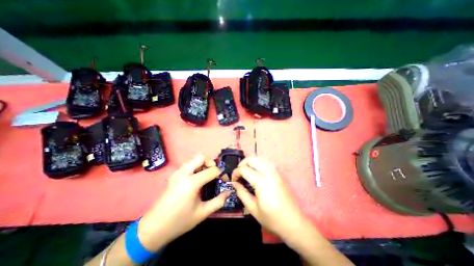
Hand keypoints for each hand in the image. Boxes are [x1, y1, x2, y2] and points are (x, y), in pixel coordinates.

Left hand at [136, 155, 230, 250]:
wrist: (154, 228)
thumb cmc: (179, 221)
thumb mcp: (202, 213)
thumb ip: (218, 201)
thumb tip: (229, 192)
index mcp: (192, 182)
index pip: (212, 169)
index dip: (220, 173)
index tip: (223, 179)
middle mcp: (184, 173)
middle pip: (201, 157)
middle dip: (211, 162)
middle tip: (214, 174)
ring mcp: (178, 172)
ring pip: (194, 159)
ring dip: (203, 164)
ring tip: (207, 176)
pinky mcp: (174, 174)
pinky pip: (189, 164)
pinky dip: (197, 167)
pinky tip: (198, 179)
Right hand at [233, 158, 307, 238]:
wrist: (293, 222)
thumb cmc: (272, 218)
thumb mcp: (253, 208)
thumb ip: (241, 193)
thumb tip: (234, 183)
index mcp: (261, 182)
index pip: (244, 169)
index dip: (235, 173)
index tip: (233, 180)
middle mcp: (269, 173)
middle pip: (252, 158)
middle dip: (242, 163)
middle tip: (239, 174)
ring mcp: (275, 172)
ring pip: (260, 158)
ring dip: (250, 162)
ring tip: (246, 172)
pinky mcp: (278, 173)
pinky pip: (266, 162)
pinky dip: (258, 163)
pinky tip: (256, 172)